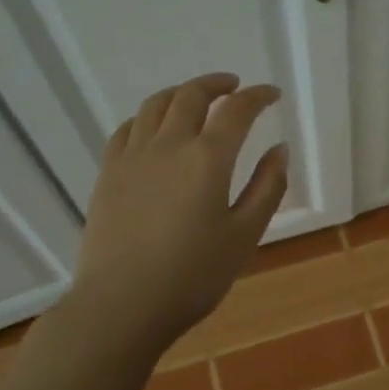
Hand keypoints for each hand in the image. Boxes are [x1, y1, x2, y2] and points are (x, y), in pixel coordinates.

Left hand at [72, 72, 287, 346]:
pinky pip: (127, 128)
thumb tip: (280, 149)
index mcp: (208, 158)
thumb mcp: (244, 235)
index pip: (237, 110)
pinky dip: (147, 116)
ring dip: (181, 93)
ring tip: (195, 98)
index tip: (271, 94)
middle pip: (192, 96)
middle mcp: (169, 145)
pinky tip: (153, 127)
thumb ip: (267, 187)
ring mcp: (133, 156)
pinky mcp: (108, 173)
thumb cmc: (192, 275)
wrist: (121, 305)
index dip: (257, 96)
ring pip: (155, 105)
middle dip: (217, 85)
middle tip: (234, 87)